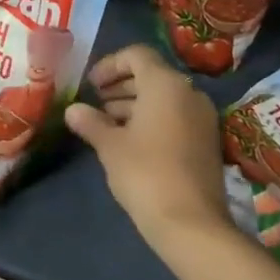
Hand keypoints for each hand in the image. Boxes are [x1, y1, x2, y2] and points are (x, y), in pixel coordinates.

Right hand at [65, 44, 230, 254]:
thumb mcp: (111, 146)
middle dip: (121, 85)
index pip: (136, 55)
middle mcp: (188, 92)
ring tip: (108, 124)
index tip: (91, 85)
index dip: (110, 65)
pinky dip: (153, 119)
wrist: (192, 224)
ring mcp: (202, 117)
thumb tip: (72, 110)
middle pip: (151, 74)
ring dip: (135, 104)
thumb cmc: (145, 173)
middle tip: (96, 103)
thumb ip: (91, 122)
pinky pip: (176, 116)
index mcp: (165, 83)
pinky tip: (131, 142)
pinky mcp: (207, 141)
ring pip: (164, 97)